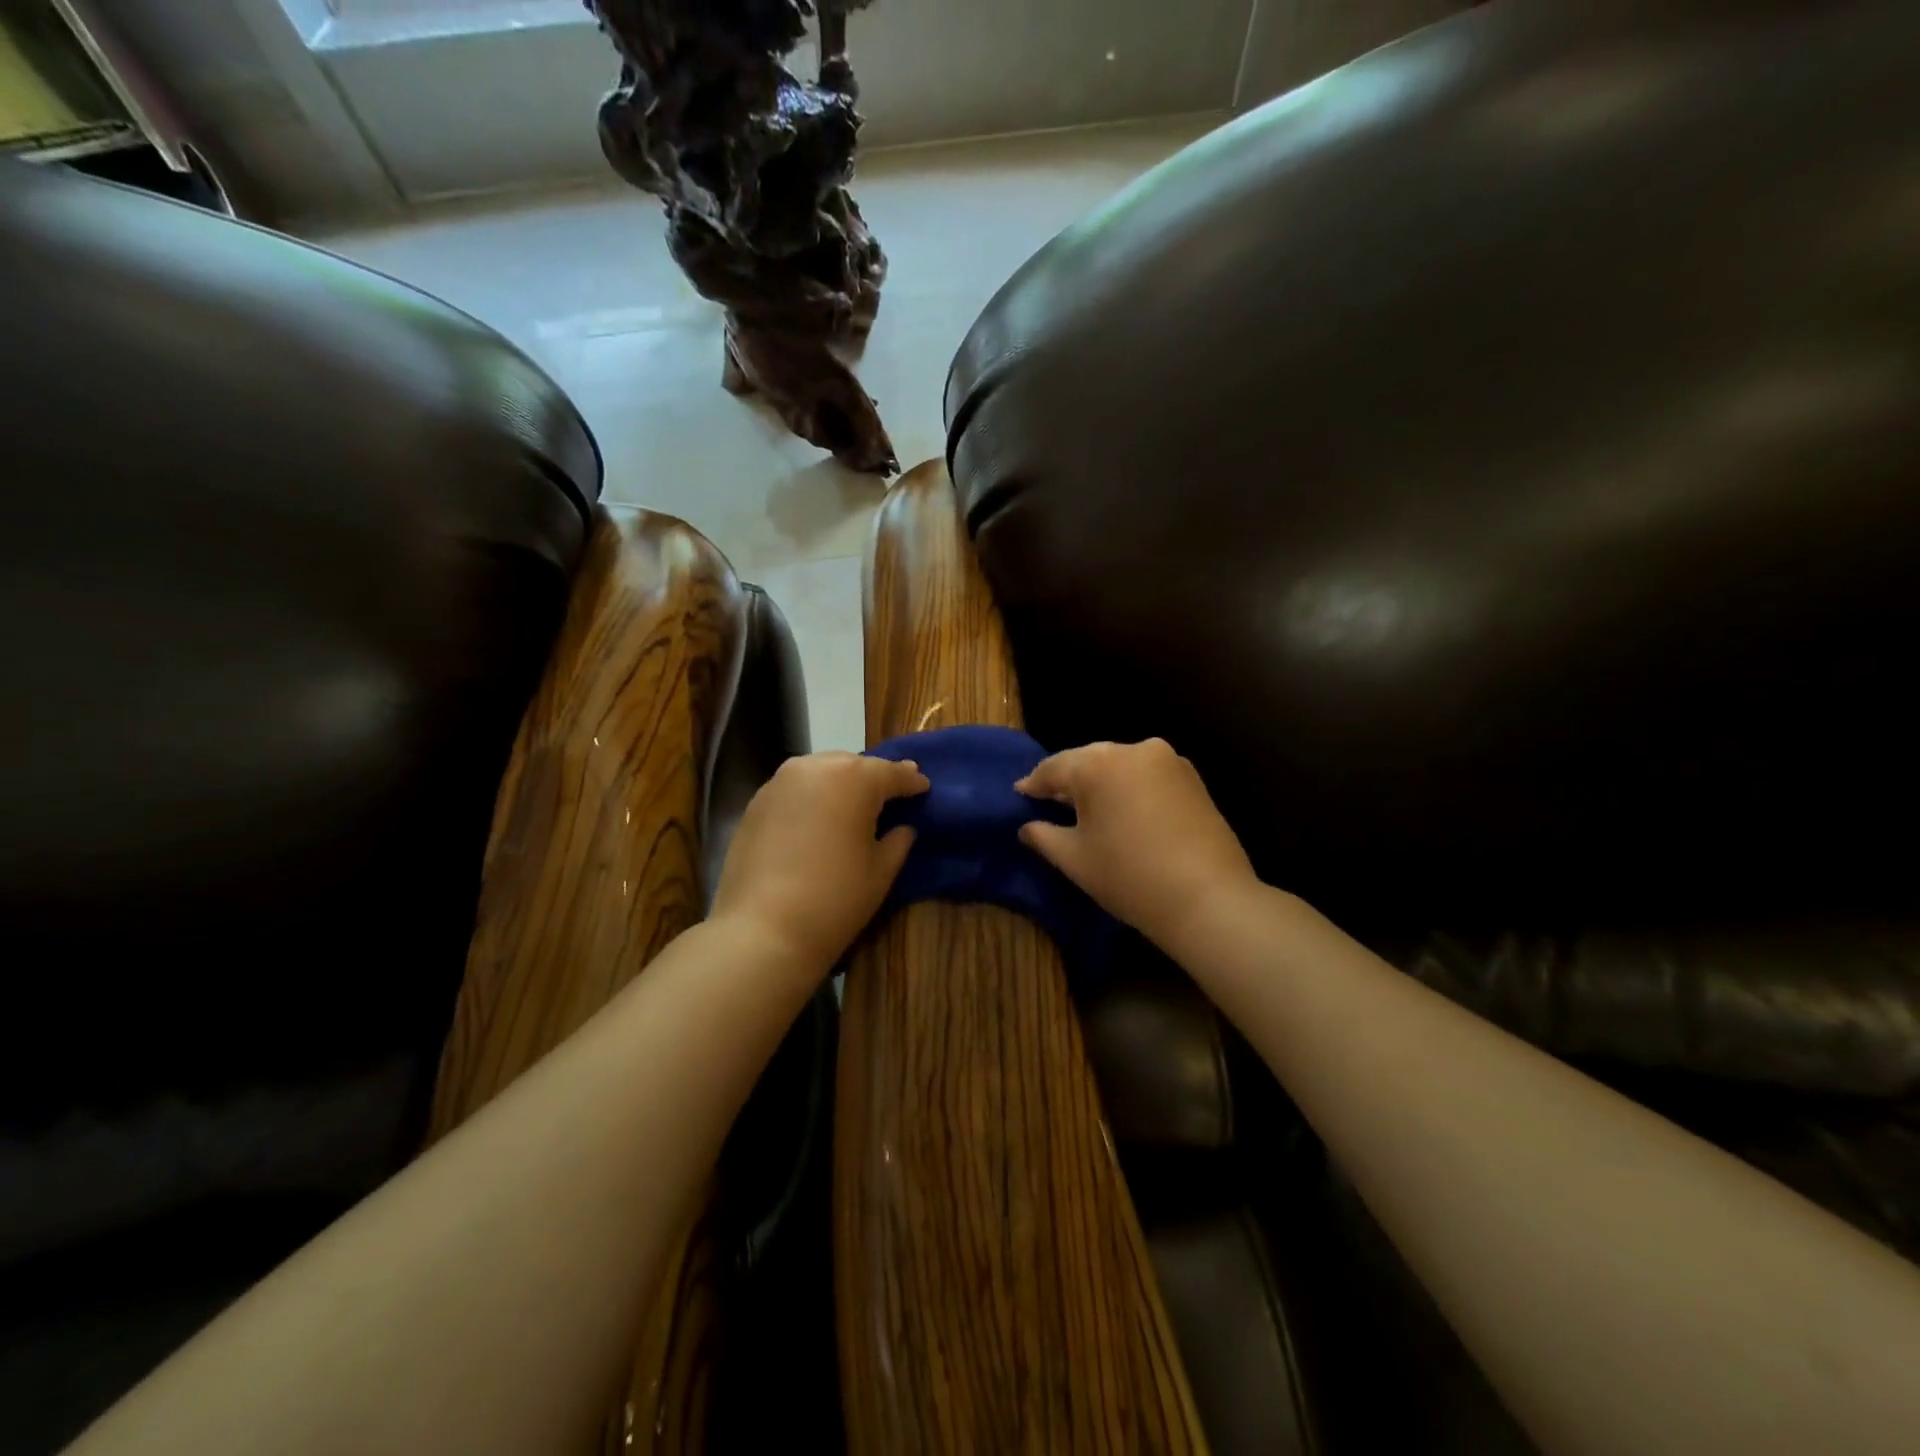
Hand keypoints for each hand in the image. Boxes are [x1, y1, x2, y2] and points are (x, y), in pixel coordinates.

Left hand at [711, 751, 928, 973]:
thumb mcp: (881, 871)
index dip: (911, 781)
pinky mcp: (755, 803)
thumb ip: (898, 840)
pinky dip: (812, 798)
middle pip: (853, 765)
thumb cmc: (836, 898)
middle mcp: (815, 767)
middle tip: (890, 794)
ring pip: (821, 773)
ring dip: (840, 784)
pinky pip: (795, 790)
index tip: (923, 787)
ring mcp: (779, 782)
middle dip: (873, 779)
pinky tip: (818, 820)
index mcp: (854, 778)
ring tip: (853, 805)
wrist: (762, 930)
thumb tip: (902, 827)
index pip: (891, 773)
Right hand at [1016, 739, 1258, 956]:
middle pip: (1088, 760)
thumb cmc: (1129, 877)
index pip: (1054, 768)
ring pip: (1120, 765)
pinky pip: (1146, 775)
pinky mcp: (1192, 778)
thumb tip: (1027, 827)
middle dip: (1068, 780)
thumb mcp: (1074, 859)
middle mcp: (1133, 750)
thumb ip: (1043, 836)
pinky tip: (1123, 810)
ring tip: (1086, 807)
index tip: (1020, 794)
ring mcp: (1168, 761)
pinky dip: (1129, 788)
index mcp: (1098, 764)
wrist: (1208, 898)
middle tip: (1049, 800)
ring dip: (1101, 782)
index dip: (1034, 783)